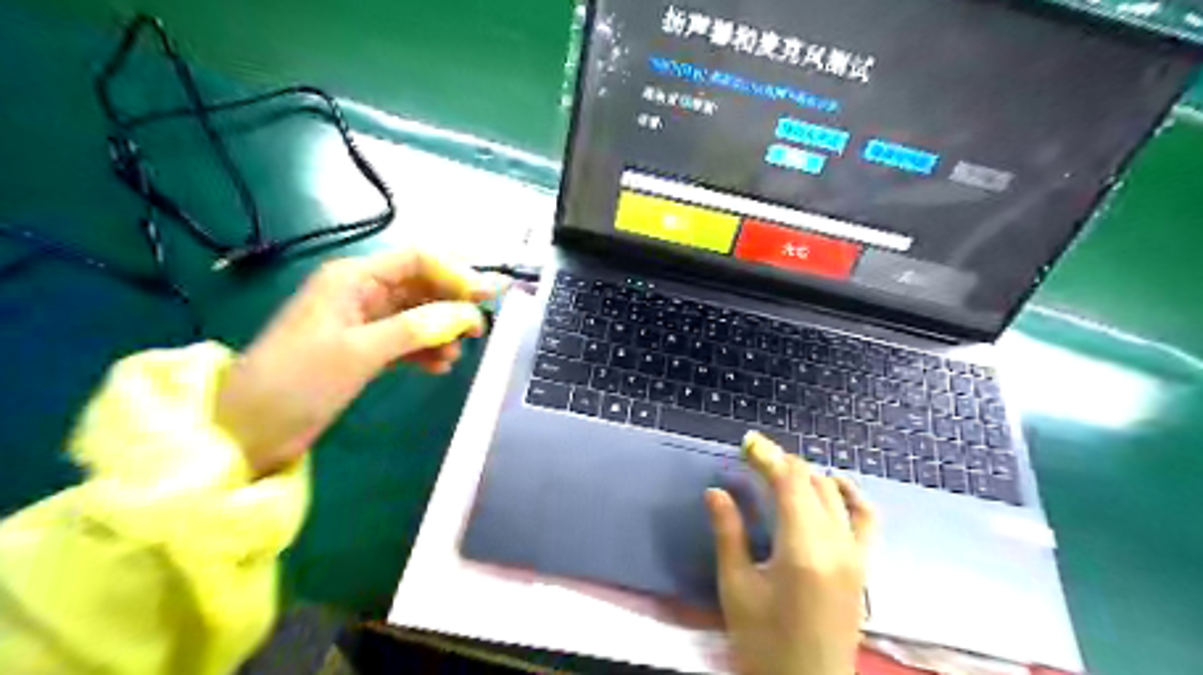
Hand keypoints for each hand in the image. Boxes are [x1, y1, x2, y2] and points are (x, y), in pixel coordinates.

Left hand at [217, 251, 503, 476]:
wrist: (247, 431)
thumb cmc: (298, 381)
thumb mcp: (360, 352)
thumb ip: (417, 329)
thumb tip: (469, 315)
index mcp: (353, 278)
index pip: (418, 260)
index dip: (456, 274)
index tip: (488, 297)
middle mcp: (361, 292)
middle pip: (421, 286)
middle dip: (453, 304)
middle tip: (481, 329)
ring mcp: (363, 321)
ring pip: (418, 314)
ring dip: (441, 330)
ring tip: (455, 356)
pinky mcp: (364, 348)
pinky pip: (407, 339)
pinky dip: (426, 350)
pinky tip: (439, 366)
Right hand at [706, 433, 874, 674]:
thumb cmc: (763, 643)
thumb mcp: (736, 588)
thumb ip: (729, 533)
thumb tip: (716, 491)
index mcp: (803, 549)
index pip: (788, 483)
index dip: (767, 456)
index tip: (747, 442)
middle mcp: (836, 544)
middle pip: (811, 483)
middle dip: (782, 462)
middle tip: (753, 455)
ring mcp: (856, 555)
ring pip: (835, 494)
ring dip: (808, 475)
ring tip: (780, 469)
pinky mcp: (863, 567)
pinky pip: (865, 519)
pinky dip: (851, 494)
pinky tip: (835, 483)